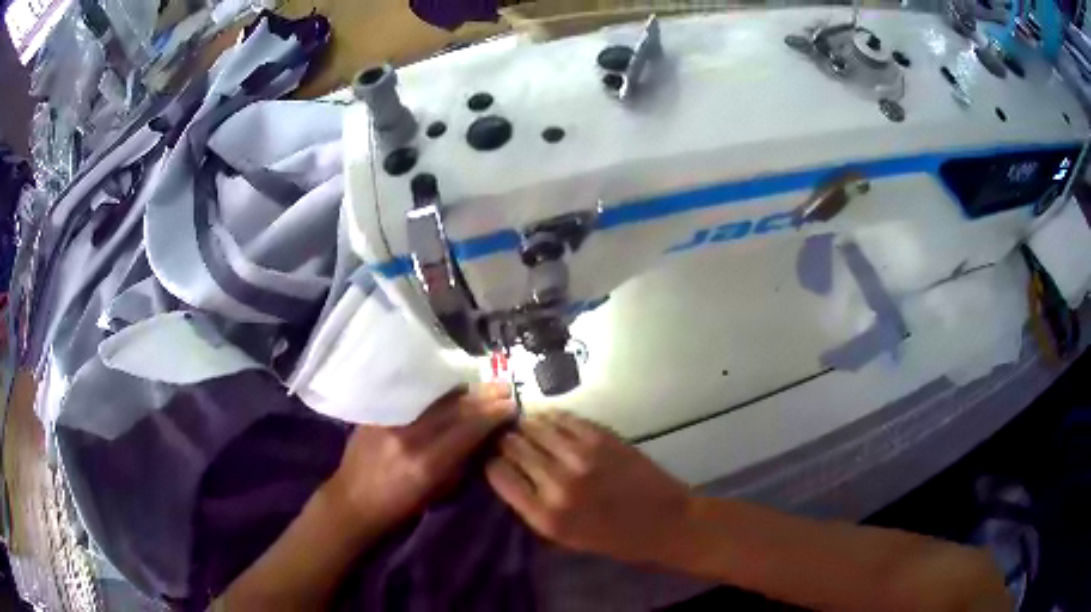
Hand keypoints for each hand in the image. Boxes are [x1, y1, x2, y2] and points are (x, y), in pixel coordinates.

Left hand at [327, 383, 514, 530]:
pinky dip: (437, 392)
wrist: (352, 501)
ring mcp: (390, 420)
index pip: (467, 429)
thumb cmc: (399, 507)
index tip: (511, 406)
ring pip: (434, 397)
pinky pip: (414, 396)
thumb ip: (460, 462)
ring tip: (483, 385)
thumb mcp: (437, 492)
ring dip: (462, 390)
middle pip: (453, 408)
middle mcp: (409, 436)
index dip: (492, 415)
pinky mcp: (378, 412)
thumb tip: (483, 437)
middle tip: (504, 388)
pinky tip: (451, 389)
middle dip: (483, 397)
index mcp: (426, 463)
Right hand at [485, 411, 692, 564]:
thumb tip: (506, 474)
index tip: (494, 458)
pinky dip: (550, 416)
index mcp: (545, 516)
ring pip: (535, 426)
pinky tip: (548, 419)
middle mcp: (557, 483)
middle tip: (506, 439)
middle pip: (513, 446)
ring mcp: (581, 456)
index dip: (492, 462)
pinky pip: (563, 418)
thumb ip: (531, 508)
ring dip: (525, 424)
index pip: (498, 474)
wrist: (664, 521)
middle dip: (505, 441)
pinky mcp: (601, 437)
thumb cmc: (613, 538)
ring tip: (523, 425)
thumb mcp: (563, 538)